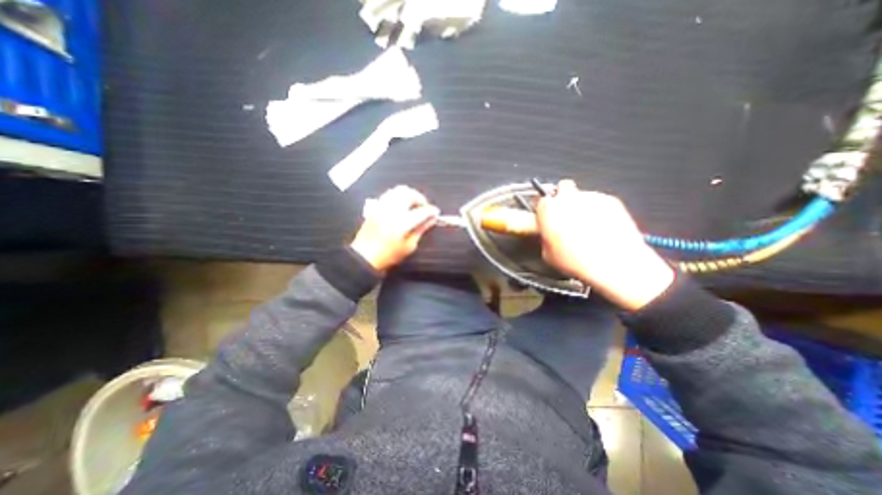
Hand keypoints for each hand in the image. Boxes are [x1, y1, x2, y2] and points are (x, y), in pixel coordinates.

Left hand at [349, 185, 436, 273]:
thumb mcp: (409, 246)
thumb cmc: (388, 255)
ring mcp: (382, 207)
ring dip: (409, 195)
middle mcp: (391, 211)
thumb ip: (421, 230)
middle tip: (424, 207)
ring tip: (413, 204)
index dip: (431, 211)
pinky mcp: (375, 207)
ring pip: (398, 190)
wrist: (364, 256)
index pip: (421, 211)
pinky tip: (401, 204)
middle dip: (420, 198)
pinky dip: (398, 195)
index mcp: (401, 223)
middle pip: (409, 194)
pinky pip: (389, 194)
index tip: (436, 213)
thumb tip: (431, 219)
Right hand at [537, 178, 677, 308]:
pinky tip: (601, 229)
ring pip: (582, 196)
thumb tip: (547, 236)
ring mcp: (590, 197)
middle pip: (562, 188)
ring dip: (581, 208)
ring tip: (586, 229)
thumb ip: (545, 237)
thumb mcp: (548, 254)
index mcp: (548, 209)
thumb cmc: (578, 260)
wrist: (613, 263)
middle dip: (563, 200)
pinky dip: (599, 212)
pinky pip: (600, 202)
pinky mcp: (610, 200)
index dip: (544, 211)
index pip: (541, 201)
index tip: (546, 220)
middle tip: (565, 218)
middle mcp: (567, 198)